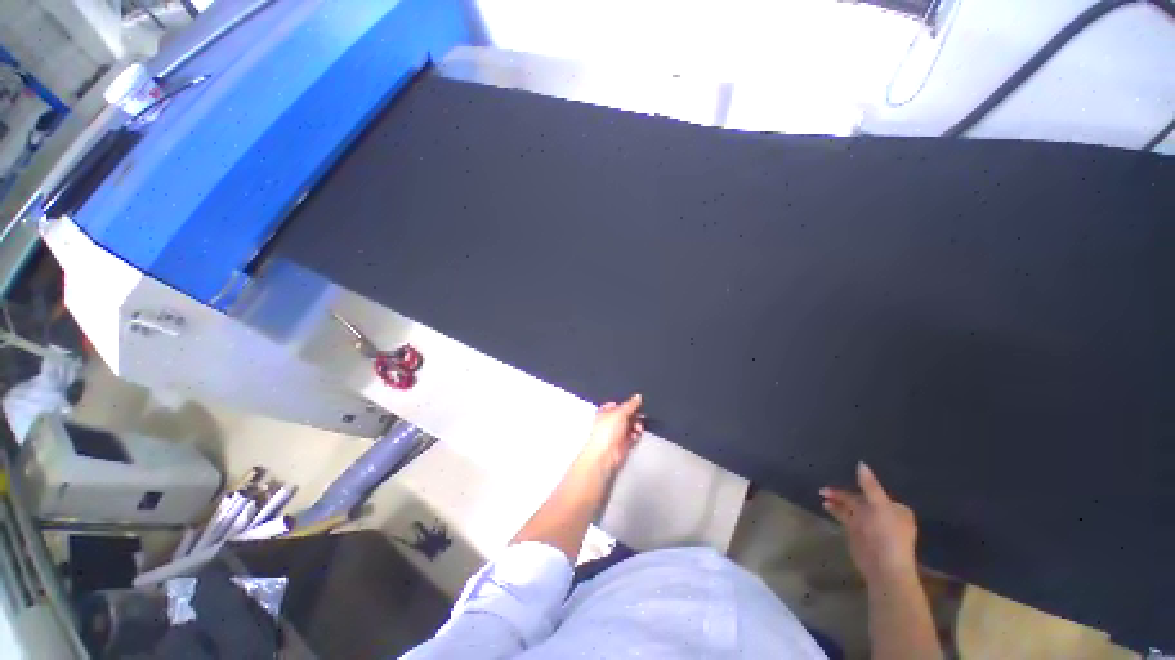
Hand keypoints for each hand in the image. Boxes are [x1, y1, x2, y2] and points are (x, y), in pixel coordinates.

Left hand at [581, 394, 644, 477]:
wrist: (605, 454)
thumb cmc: (605, 433)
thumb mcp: (620, 413)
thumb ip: (630, 405)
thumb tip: (638, 397)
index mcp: (605, 412)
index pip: (618, 404)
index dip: (627, 404)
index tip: (636, 403)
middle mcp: (611, 422)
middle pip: (626, 415)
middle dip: (635, 415)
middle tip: (641, 415)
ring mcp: (617, 433)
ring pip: (631, 425)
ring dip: (637, 425)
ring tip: (638, 427)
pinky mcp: (623, 442)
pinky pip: (633, 435)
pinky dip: (636, 435)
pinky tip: (635, 435)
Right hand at [821, 462, 918, 585]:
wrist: (884, 567)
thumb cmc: (886, 534)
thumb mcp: (879, 506)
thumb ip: (869, 486)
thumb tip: (861, 463)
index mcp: (894, 508)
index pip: (874, 491)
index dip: (858, 483)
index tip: (842, 475)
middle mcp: (881, 514)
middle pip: (859, 498)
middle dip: (844, 493)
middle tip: (825, 488)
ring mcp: (868, 524)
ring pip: (850, 507)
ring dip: (837, 500)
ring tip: (821, 492)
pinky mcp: (857, 533)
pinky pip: (844, 516)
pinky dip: (835, 509)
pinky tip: (825, 504)